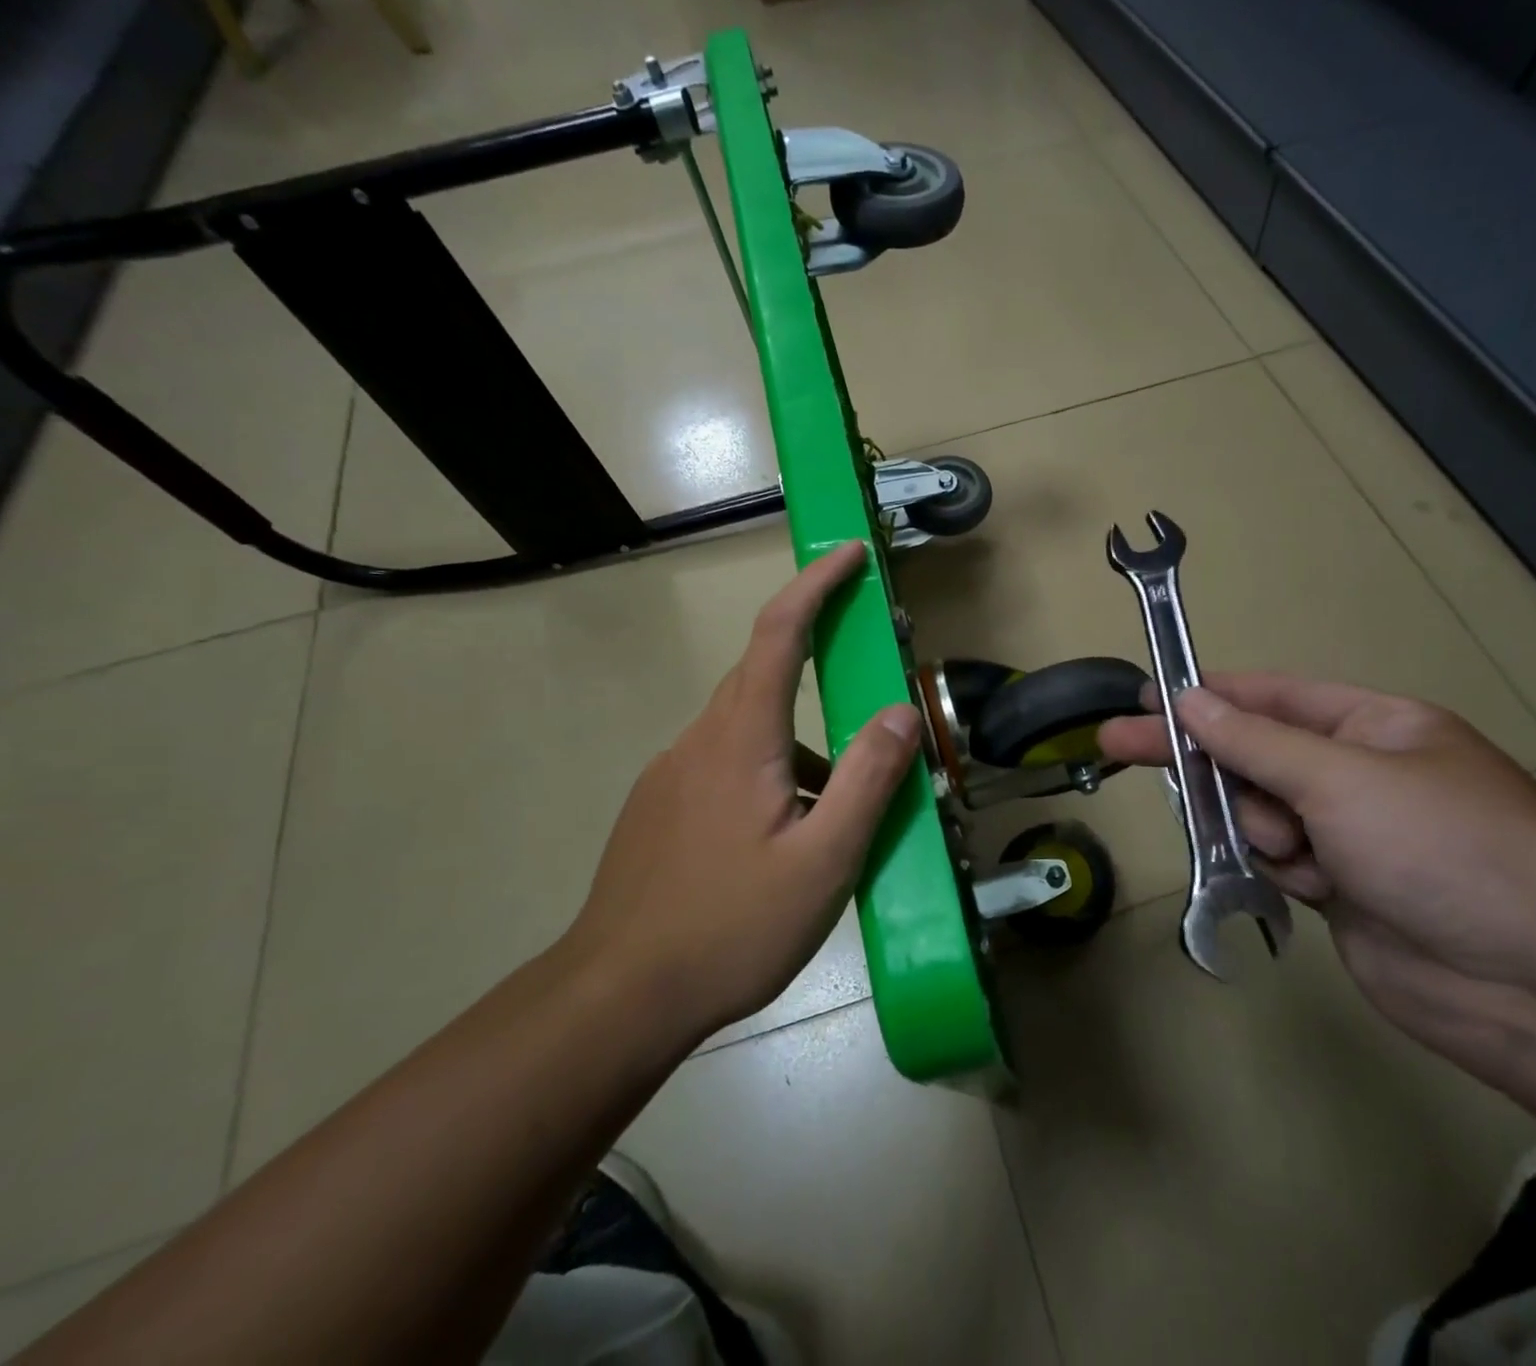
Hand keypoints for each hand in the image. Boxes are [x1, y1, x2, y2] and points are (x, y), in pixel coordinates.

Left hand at [567, 542, 921, 1042]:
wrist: (617, 997)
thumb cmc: (730, 927)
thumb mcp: (823, 860)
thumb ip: (868, 779)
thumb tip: (902, 710)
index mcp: (741, 737)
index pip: (779, 632)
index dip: (816, 584)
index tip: (850, 554)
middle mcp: (699, 739)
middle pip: (764, 677)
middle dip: (819, 670)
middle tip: (870, 706)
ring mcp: (671, 774)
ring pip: (749, 731)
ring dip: (800, 749)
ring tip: (834, 816)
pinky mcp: (659, 808)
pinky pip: (725, 766)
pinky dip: (769, 777)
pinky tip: (782, 841)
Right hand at [1100, 673, 1535, 1089]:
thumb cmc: (1444, 848)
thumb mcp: (1343, 779)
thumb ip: (1256, 742)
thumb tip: (1190, 700)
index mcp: (1374, 726)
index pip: (1271, 696)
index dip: (1206, 694)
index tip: (1145, 695)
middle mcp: (1357, 773)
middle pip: (1254, 754)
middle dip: (1200, 756)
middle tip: (1116, 745)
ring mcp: (1349, 834)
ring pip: (1259, 811)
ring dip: (1255, 824)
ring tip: (1290, 850)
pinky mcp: (1340, 889)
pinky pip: (1276, 860)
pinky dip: (1273, 866)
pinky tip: (1300, 881)